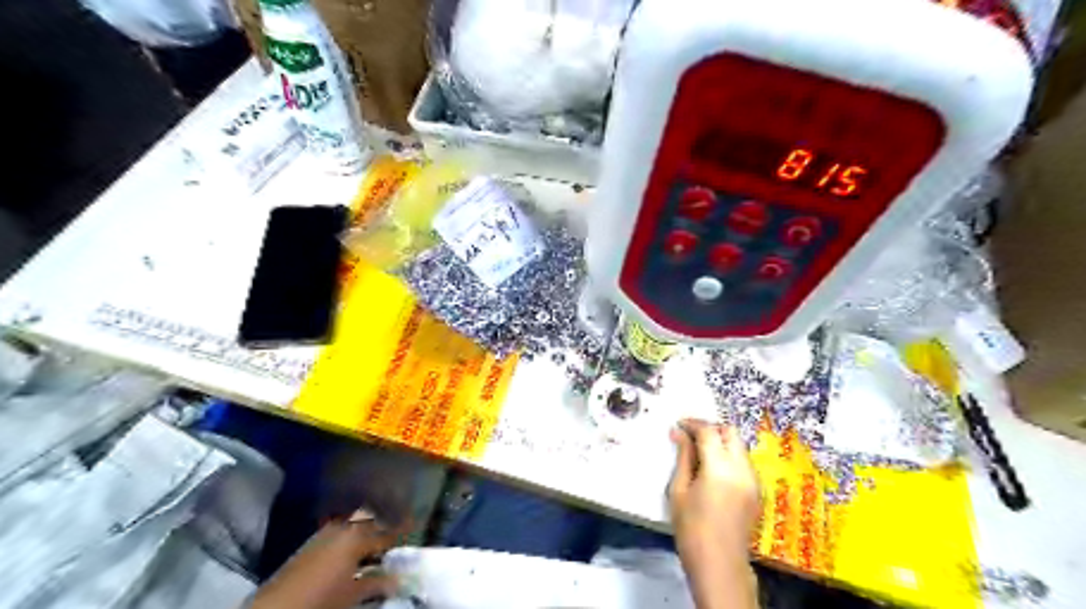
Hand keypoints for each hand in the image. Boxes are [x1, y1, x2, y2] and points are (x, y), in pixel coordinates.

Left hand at [249, 513, 411, 608]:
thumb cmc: (319, 601)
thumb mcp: (352, 596)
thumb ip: (377, 584)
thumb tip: (399, 578)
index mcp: (357, 537)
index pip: (387, 529)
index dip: (403, 527)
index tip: (416, 522)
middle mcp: (344, 527)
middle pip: (372, 517)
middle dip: (388, 517)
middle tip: (402, 520)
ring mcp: (327, 532)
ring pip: (357, 520)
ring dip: (371, 522)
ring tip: (383, 530)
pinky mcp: (314, 541)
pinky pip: (344, 527)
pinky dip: (356, 530)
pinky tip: (359, 542)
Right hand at [667, 418, 756, 607]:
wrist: (719, 565)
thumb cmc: (691, 529)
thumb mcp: (679, 490)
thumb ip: (683, 457)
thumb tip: (678, 433)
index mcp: (720, 468)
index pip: (709, 431)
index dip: (693, 424)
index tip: (678, 425)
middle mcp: (742, 469)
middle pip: (730, 433)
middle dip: (710, 429)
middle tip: (690, 436)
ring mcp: (753, 480)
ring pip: (739, 446)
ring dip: (721, 442)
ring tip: (699, 452)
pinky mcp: (756, 491)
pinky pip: (743, 462)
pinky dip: (729, 456)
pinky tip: (712, 469)